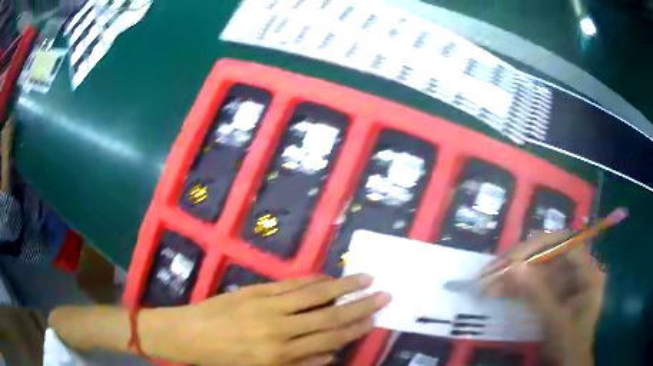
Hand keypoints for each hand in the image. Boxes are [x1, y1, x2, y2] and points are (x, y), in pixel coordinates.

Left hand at [144, 274, 390, 365]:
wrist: (189, 334)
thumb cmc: (225, 360)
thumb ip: (301, 363)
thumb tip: (332, 353)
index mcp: (282, 355)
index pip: (329, 339)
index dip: (354, 328)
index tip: (374, 318)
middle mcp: (280, 329)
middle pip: (328, 315)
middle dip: (359, 305)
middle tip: (383, 293)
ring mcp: (267, 306)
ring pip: (313, 295)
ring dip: (342, 286)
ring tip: (364, 277)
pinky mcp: (255, 291)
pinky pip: (290, 284)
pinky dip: (312, 280)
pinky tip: (327, 277)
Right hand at [484, 231, 605, 365]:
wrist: (568, 362)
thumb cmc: (569, 343)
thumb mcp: (555, 322)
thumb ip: (538, 295)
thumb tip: (513, 268)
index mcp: (588, 271)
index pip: (564, 244)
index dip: (538, 247)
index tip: (513, 260)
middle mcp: (577, 269)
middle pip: (548, 253)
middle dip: (521, 261)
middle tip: (494, 270)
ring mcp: (565, 280)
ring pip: (538, 268)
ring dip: (514, 275)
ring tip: (488, 283)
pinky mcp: (553, 290)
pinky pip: (534, 282)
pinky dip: (516, 287)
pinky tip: (498, 291)